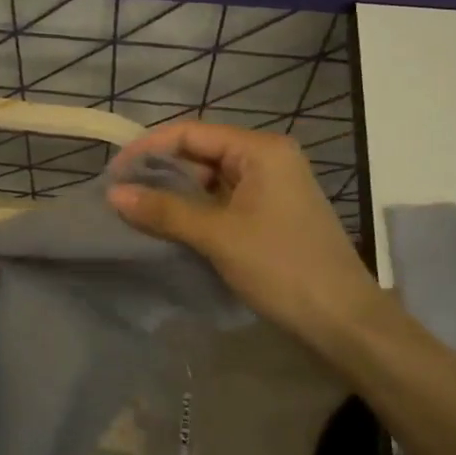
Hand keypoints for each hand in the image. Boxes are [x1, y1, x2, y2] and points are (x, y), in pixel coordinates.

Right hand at [107, 122, 380, 347]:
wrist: (343, 320)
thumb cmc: (282, 267)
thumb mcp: (218, 236)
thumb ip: (164, 210)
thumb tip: (113, 194)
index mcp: (261, 150)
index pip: (191, 133)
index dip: (148, 149)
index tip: (113, 174)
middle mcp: (267, 159)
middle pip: (200, 154)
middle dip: (160, 173)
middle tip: (120, 196)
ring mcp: (270, 188)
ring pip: (209, 181)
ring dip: (174, 196)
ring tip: (136, 213)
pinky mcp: (269, 215)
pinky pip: (222, 203)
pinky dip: (194, 213)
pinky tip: (167, 228)